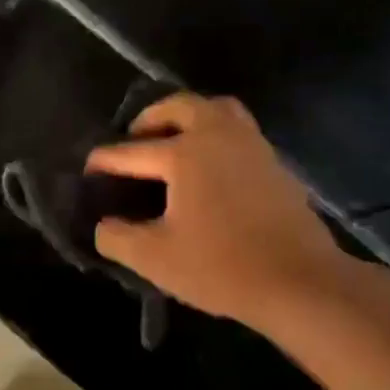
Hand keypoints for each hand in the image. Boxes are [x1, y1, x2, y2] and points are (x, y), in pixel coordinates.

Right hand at [87, 93, 350, 327]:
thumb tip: (103, 225)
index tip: (88, 168)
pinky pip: (238, 132)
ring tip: (172, 143)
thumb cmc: (221, 267)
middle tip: (135, 138)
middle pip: (180, 106)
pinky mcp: (274, 165)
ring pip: (218, 110)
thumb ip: (116, 237)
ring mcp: (252, 147)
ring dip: (190, 118)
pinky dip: (216, 137)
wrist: (301, 283)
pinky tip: (207, 170)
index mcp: (185, 154)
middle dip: (151, 117)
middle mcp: (219, 136)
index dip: (104, 160)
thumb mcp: (154, 258)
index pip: (131, 151)